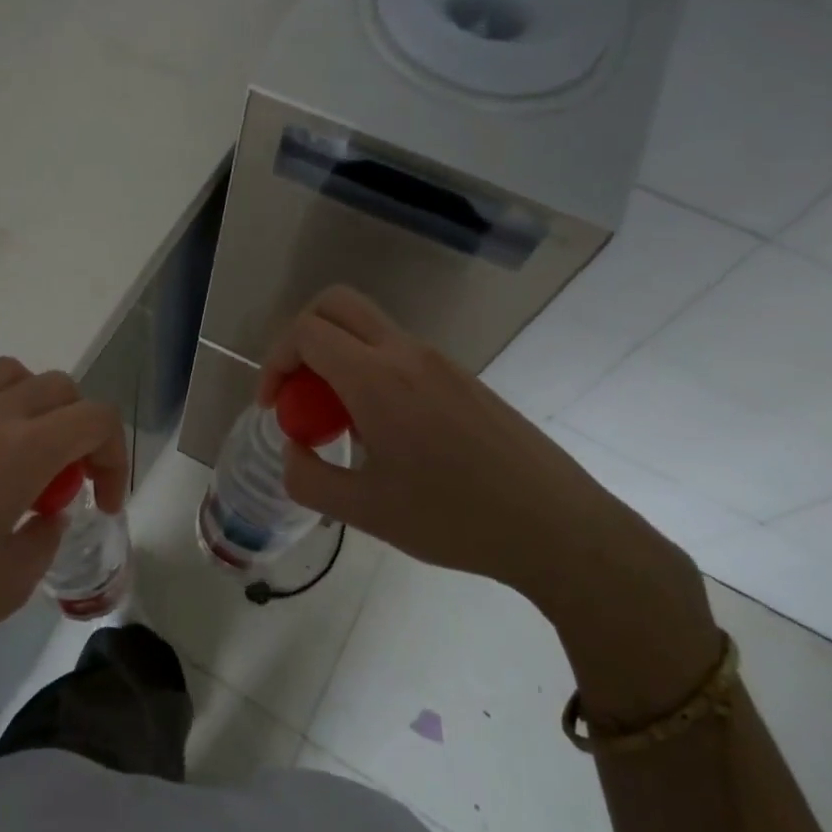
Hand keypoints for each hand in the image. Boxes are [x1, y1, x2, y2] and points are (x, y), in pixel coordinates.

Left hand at [0, 359, 126, 793]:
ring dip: (40, 412)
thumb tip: (47, 514)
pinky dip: (2, 423)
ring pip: (14, 378)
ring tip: (29, 467)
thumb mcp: (11, 582)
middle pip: (60, 388)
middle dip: (83, 431)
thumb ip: (46, 536)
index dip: (116, 457)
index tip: (103, 504)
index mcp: (18, 451)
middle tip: (69, 486)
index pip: (95, 418)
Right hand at [259, 286, 717, 723]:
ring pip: (369, 327)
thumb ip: (307, 477)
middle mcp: (407, 354)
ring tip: (340, 422)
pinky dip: (370, 371)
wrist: (557, 527)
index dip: (275, 361)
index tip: (275, 406)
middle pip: (336, 304)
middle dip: (300, 337)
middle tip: (298, 391)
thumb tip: (292, 449)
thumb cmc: (453, 519)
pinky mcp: (462, 377)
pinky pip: (399, 353)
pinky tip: (386, 432)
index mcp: (377, 379)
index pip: (306, 331)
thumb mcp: (363, 511)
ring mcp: (440, 361)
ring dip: (338, 356)